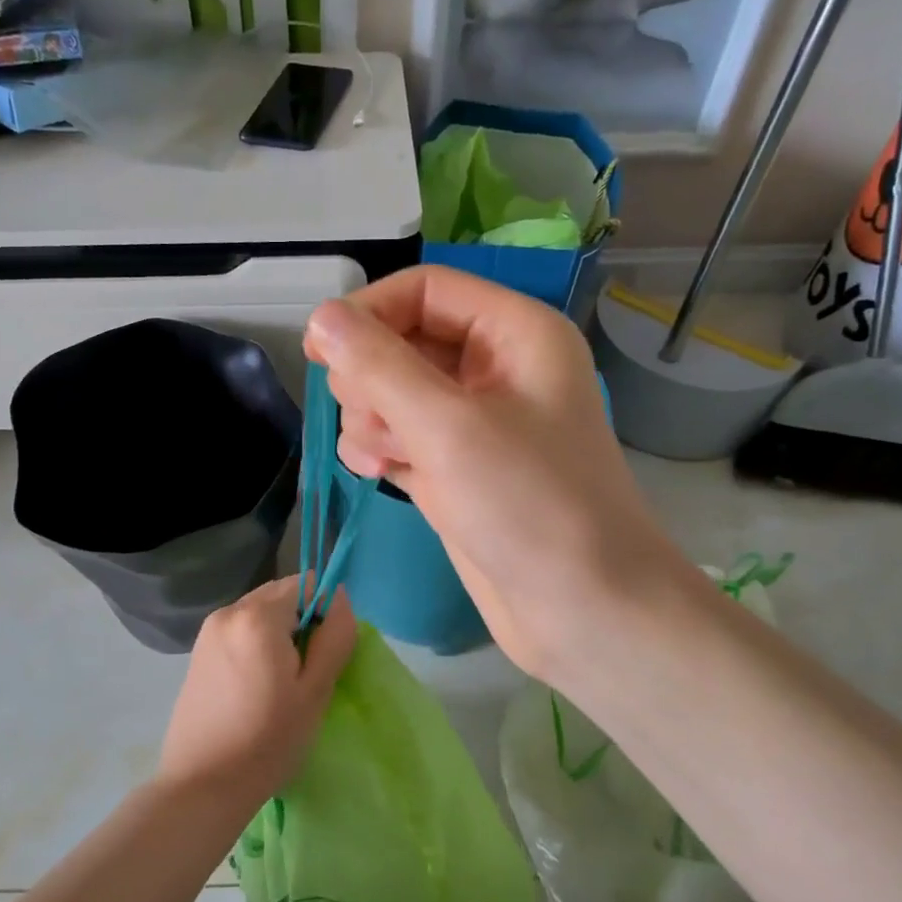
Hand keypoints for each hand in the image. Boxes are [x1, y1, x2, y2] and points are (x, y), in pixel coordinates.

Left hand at [158, 576, 356, 809]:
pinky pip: (240, 631)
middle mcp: (228, 611)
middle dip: (300, 622)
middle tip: (304, 673)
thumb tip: (339, 598)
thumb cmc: (268, 740)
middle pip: (281, 595)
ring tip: (279, 685)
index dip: (324, 613)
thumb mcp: (315, 690)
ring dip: (278, 635)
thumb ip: (334, 636)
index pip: (307, 584)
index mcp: (257, 616)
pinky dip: (256, 646)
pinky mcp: (198, 653)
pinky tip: (255, 688)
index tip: (323, 655)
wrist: (202, 786)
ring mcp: (208, 631)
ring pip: (260, 614)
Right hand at [304, 267, 695, 687]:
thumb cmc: (528, 506)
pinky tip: (377, 474)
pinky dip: (381, 449)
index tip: (318, 351)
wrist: (583, 611)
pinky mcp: (458, 468)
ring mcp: (476, 423)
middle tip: (372, 420)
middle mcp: (497, 369)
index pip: (424, 290)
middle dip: (372, 377)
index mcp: (515, 334)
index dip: (369, 312)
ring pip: (395, 392)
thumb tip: (321, 317)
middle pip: (404, 340)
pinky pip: (401, 436)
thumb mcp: (448, 427)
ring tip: (382, 459)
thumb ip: (379, 366)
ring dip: (372, 418)